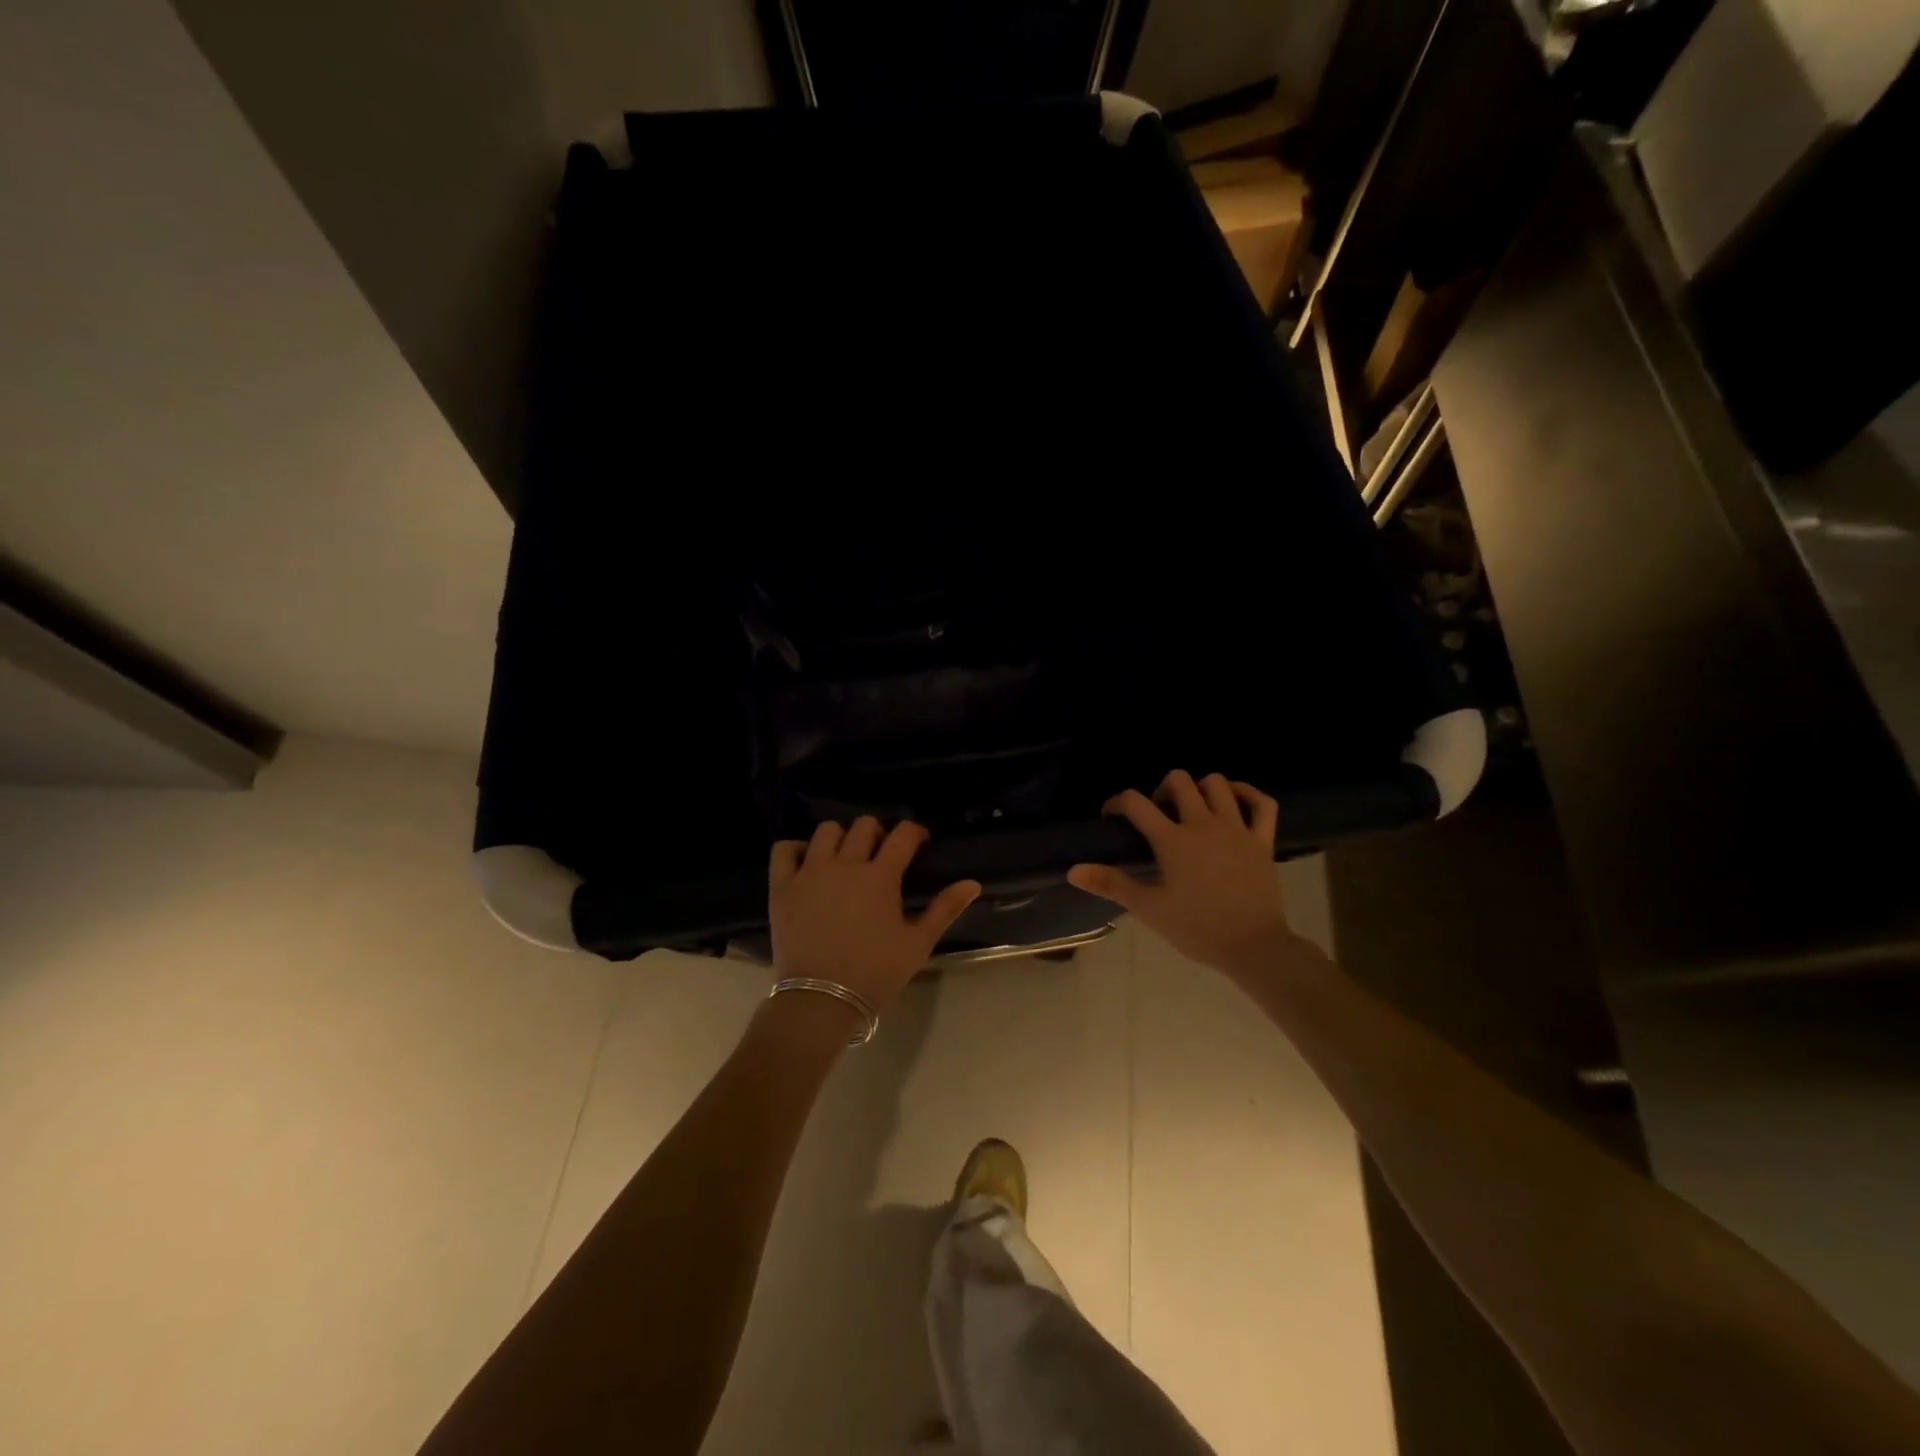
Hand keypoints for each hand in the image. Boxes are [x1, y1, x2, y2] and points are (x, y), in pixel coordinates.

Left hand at [769, 818, 980, 1012]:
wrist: (821, 1000)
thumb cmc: (875, 973)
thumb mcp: (917, 944)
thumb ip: (945, 909)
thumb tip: (973, 883)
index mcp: (881, 876)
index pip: (902, 835)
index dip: (914, 832)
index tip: (919, 842)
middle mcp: (845, 864)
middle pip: (864, 826)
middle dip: (878, 833)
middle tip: (881, 854)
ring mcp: (810, 872)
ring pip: (826, 831)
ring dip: (841, 838)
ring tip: (845, 858)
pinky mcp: (782, 886)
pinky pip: (784, 849)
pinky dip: (796, 849)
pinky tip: (807, 863)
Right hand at [1067, 771, 1300, 974]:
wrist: (1254, 947)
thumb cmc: (1197, 929)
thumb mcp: (1149, 908)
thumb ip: (1111, 884)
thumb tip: (1073, 871)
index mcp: (1172, 840)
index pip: (1135, 803)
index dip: (1117, 803)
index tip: (1112, 817)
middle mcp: (1203, 824)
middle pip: (1179, 781)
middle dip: (1161, 789)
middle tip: (1157, 814)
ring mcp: (1236, 829)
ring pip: (1217, 784)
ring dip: (1200, 789)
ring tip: (1192, 808)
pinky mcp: (1262, 840)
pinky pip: (1261, 803)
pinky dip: (1247, 794)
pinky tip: (1234, 800)